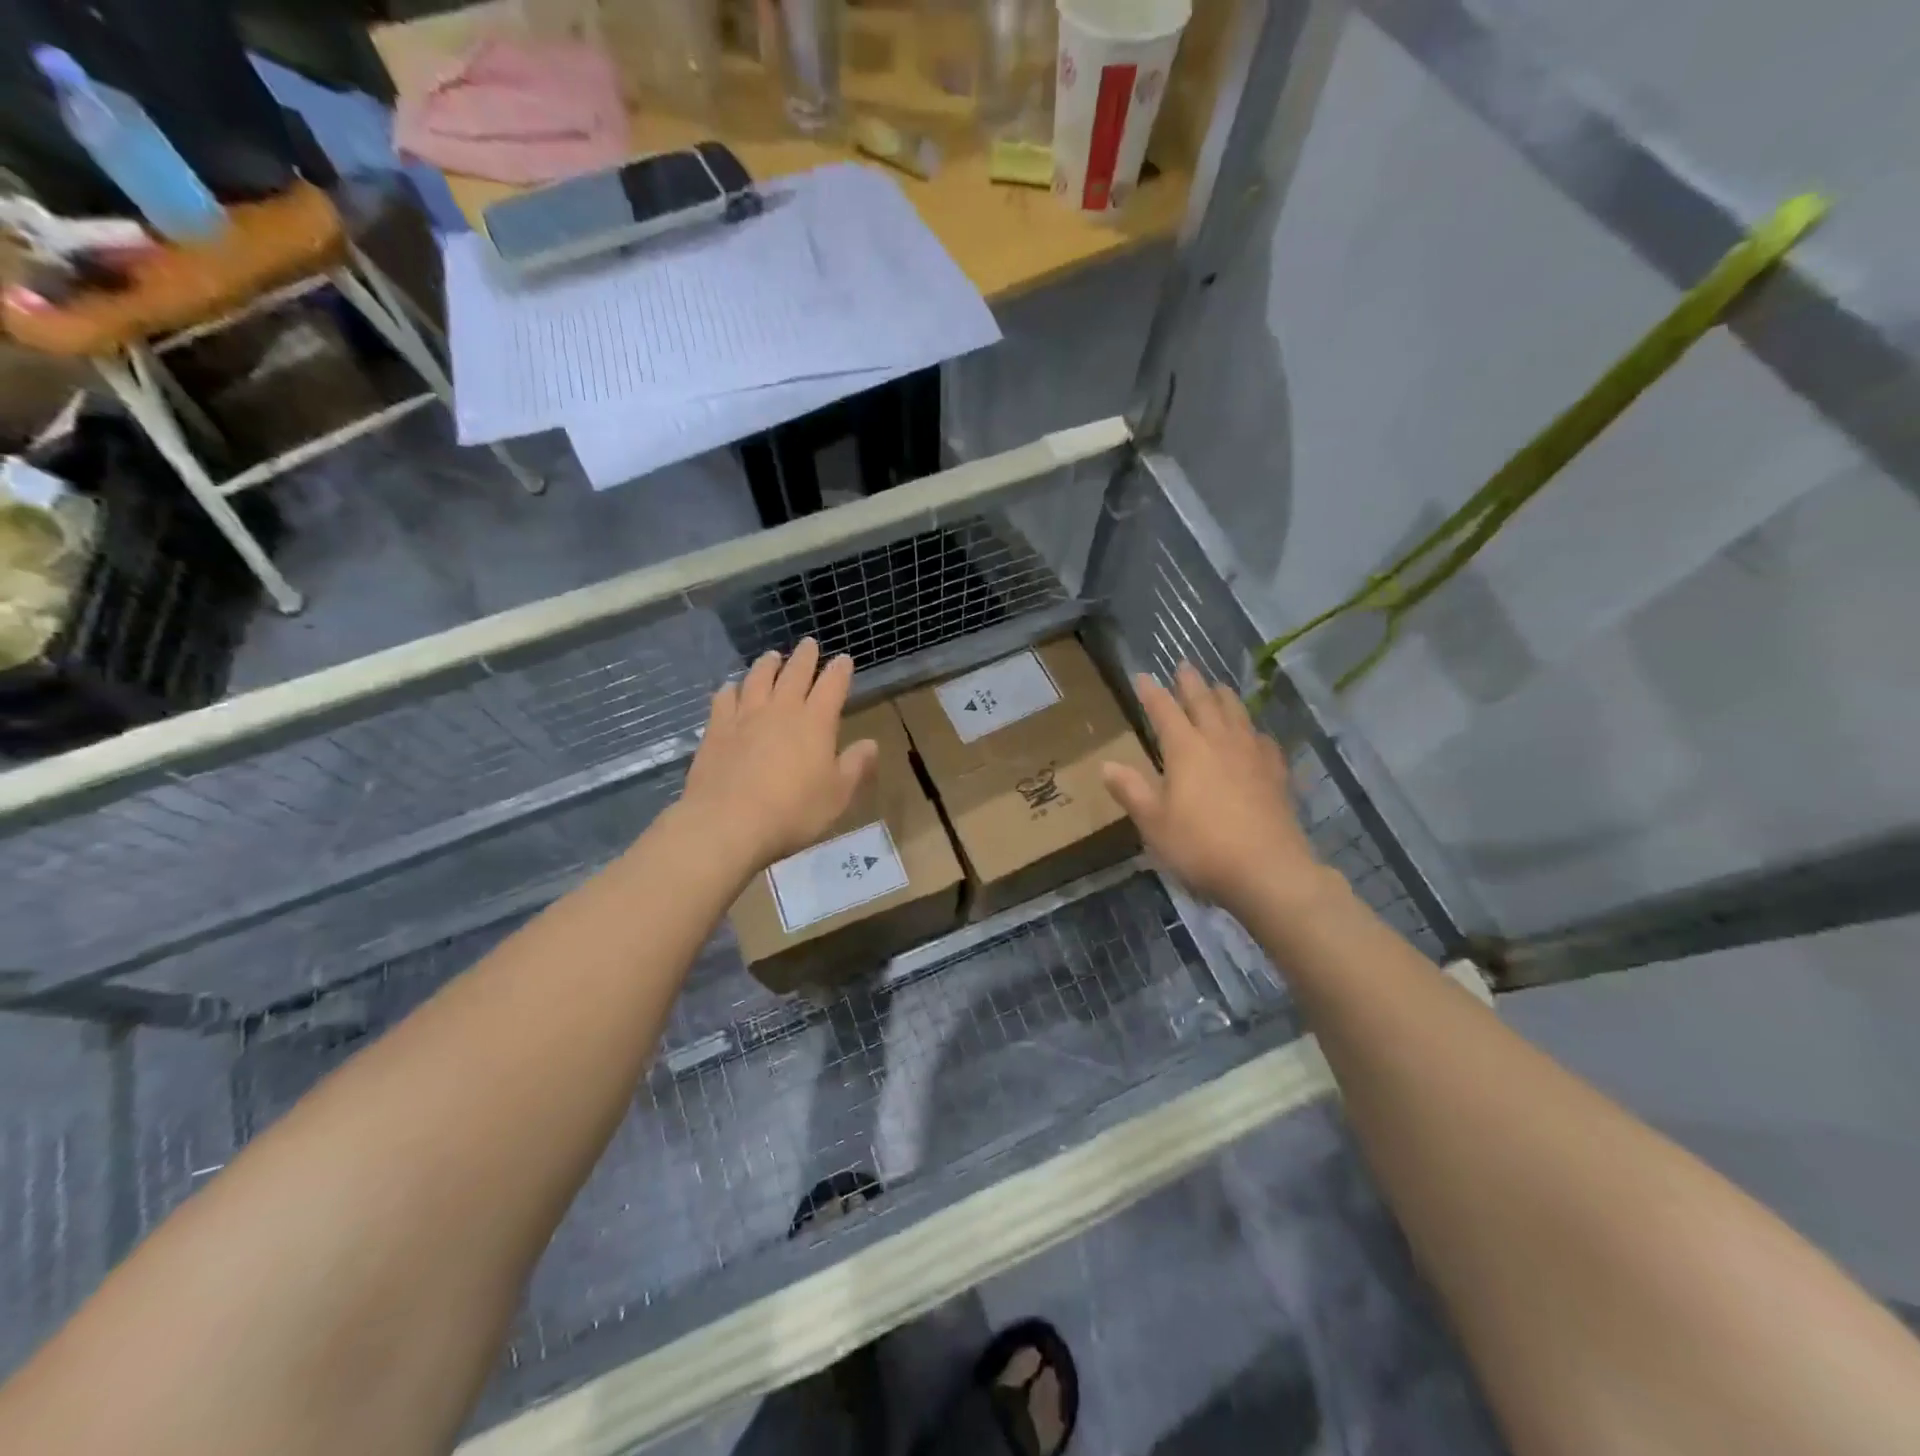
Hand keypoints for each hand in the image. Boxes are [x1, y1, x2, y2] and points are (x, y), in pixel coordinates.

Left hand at [681, 639, 879, 872]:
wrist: (728, 822)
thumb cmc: (793, 812)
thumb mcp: (837, 795)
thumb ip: (855, 766)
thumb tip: (871, 743)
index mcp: (815, 722)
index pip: (832, 686)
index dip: (840, 670)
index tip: (844, 659)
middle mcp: (781, 710)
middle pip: (794, 673)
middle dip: (805, 657)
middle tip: (809, 644)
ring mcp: (745, 716)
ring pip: (758, 679)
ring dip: (767, 665)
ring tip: (772, 656)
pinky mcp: (716, 729)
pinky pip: (724, 699)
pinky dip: (731, 688)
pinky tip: (731, 687)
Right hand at [1100, 662, 1333, 919]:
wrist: (1267, 870)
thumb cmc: (1200, 846)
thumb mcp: (1153, 823)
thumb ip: (1131, 791)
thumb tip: (1106, 765)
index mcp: (1185, 750)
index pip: (1164, 711)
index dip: (1152, 693)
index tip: (1142, 676)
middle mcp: (1219, 742)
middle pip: (1204, 703)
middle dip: (1191, 683)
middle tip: (1184, 666)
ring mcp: (1252, 756)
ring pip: (1237, 714)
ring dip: (1224, 697)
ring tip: (1218, 687)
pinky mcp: (1275, 774)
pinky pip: (1263, 741)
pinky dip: (1253, 730)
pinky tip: (1255, 735)